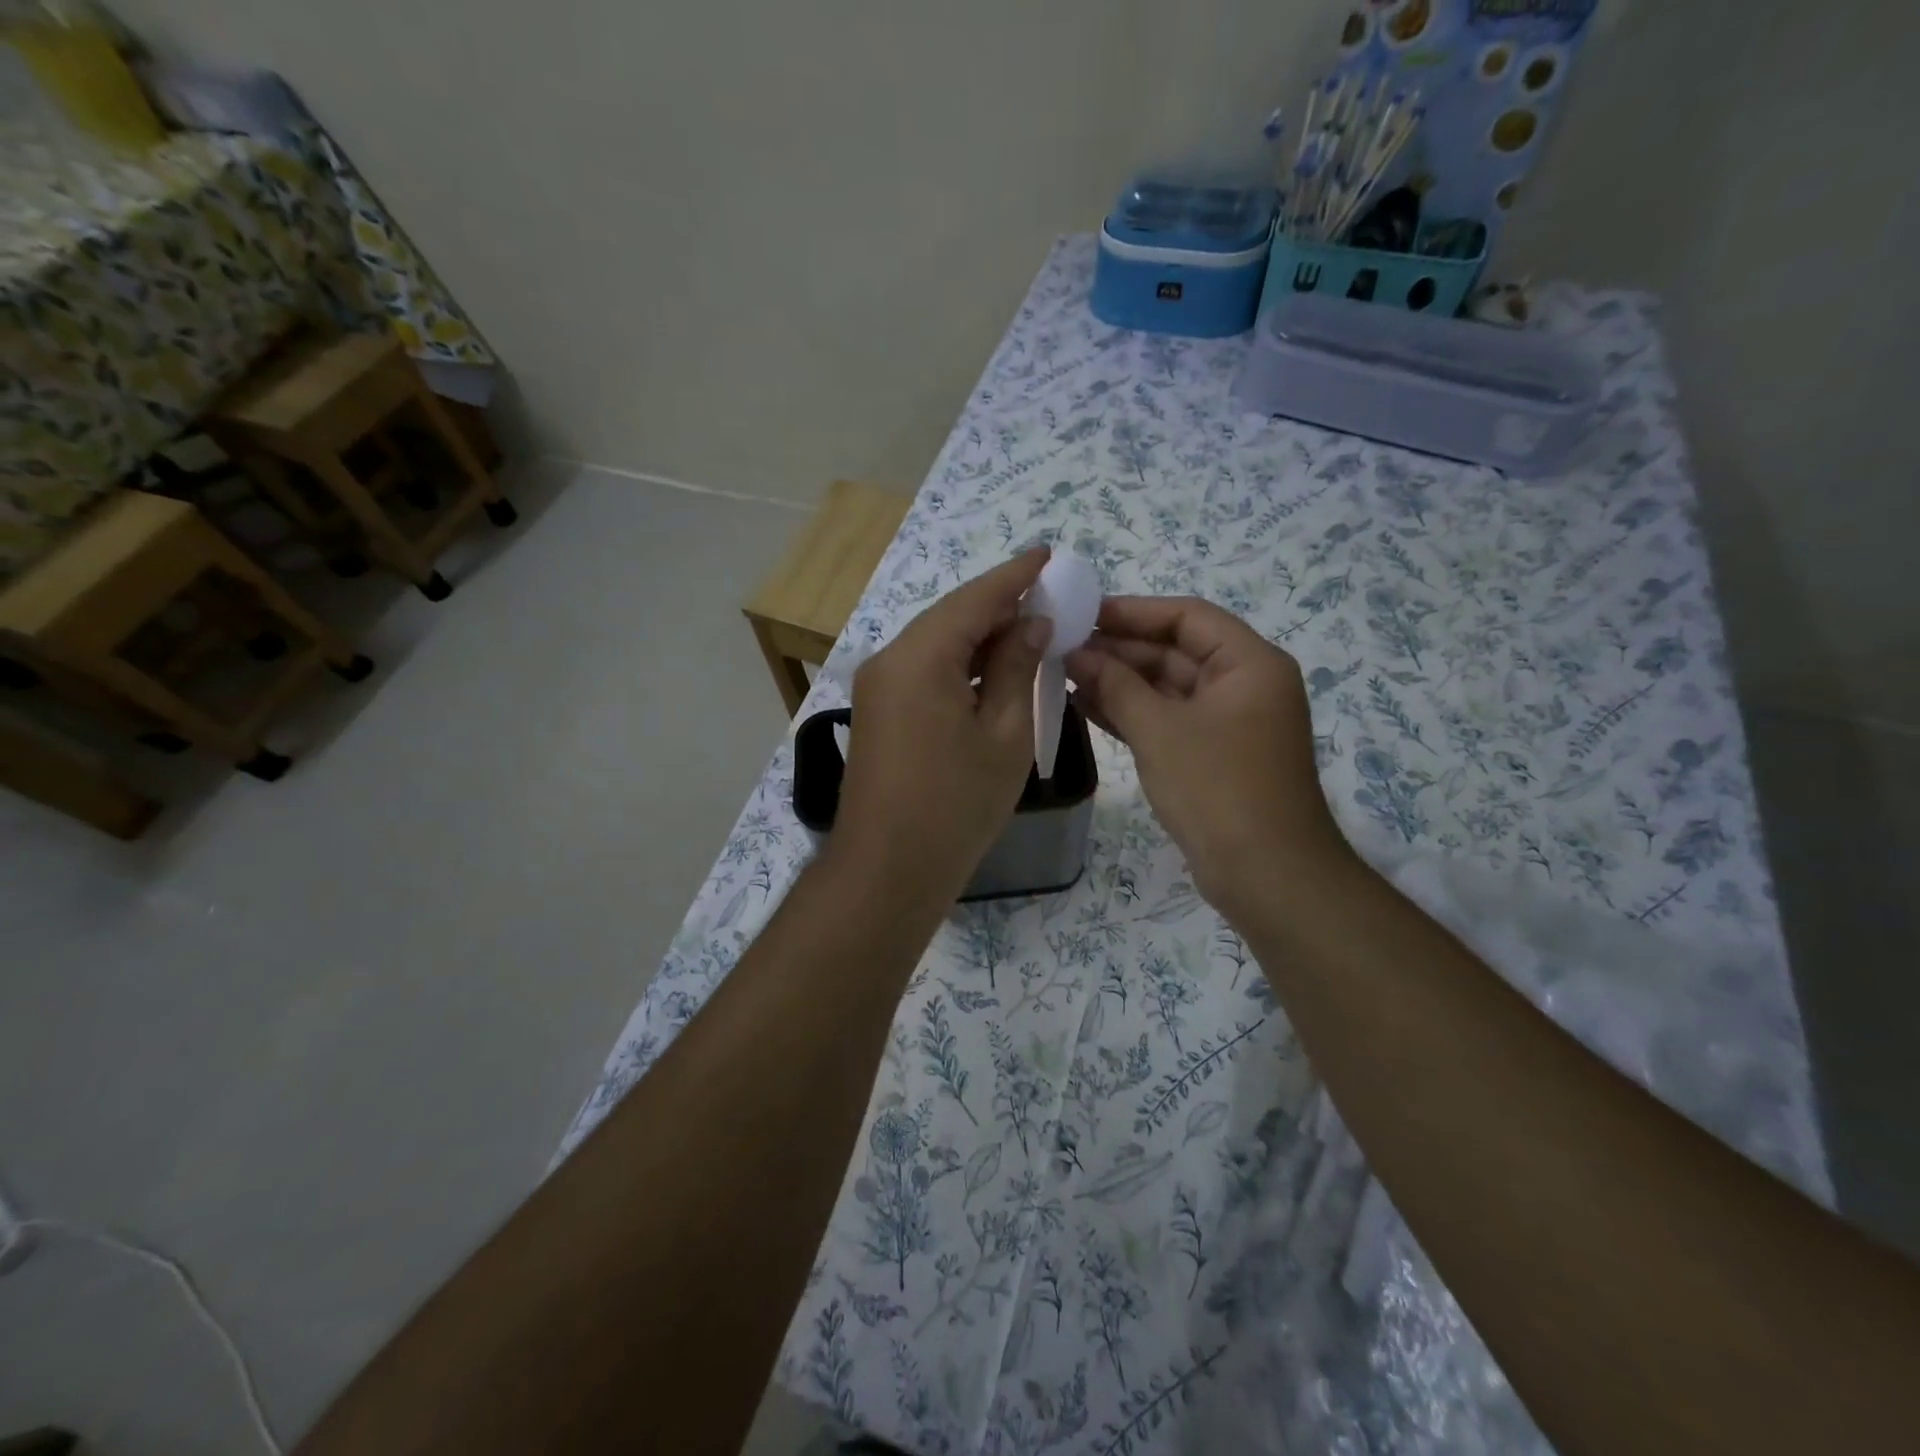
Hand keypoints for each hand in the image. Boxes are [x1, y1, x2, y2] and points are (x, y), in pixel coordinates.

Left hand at [837, 549, 1052, 902]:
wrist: (888, 870)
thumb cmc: (957, 805)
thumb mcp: (1004, 734)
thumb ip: (1018, 669)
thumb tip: (1030, 624)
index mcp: (920, 657)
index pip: (974, 599)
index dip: (1014, 576)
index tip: (1047, 554)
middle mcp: (889, 660)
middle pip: (951, 617)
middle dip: (999, 606)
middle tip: (1048, 596)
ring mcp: (878, 687)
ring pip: (936, 644)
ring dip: (980, 637)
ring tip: (1029, 630)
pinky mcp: (878, 712)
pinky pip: (924, 671)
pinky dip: (959, 665)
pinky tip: (992, 670)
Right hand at [1065, 597, 1353, 910]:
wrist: (1266, 875)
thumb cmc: (1217, 788)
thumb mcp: (1159, 730)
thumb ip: (1116, 685)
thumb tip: (1077, 653)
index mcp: (1249, 664)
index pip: (1186, 617)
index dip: (1132, 611)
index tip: (1082, 614)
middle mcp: (1244, 685)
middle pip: (1176, 651)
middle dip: (1120, 651)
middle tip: (1064, 649)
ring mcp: (1229, 723)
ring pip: (1168, 688)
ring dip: (1120, 683)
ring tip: (1066, 675)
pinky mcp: (1213, 755)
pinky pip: (1168, 720)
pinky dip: (1132, 714)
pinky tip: (1087, 707)